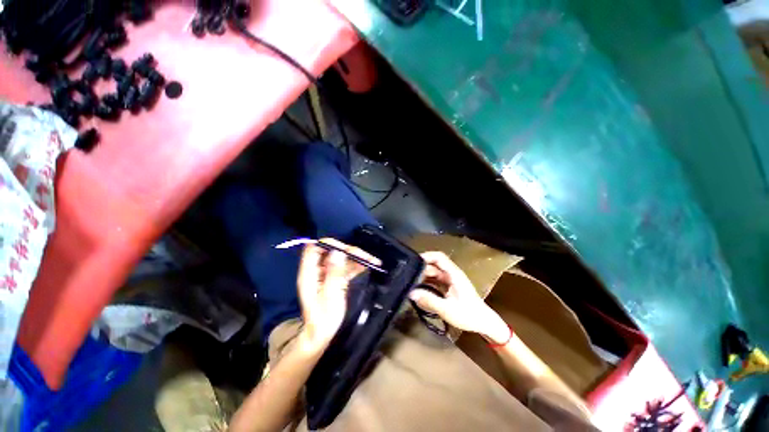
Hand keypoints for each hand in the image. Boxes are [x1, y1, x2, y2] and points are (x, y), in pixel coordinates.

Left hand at [296, 238, 380, 353]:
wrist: (321, 334)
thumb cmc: (323, 319)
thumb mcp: (330, 296)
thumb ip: (334, 273)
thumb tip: (338, 252)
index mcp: (309, 273)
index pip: (315, 248)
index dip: (330, 244)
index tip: (346, 249)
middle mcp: (317, 270)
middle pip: (332, 251)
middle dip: (349, 251)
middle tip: (366, 257)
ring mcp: (327, 273)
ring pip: (342, 258)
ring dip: (357, 258)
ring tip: (373, 260)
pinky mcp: (335, 277)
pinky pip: (346, 267)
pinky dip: (357, 265)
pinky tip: (368, 265)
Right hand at [409, 252, 509, 343]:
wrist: (484, 323)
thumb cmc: (468, 315)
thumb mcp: (447, 309)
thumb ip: (429, 300)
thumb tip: (411, 293)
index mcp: (453, 274)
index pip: (439, 257)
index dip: (426, 256)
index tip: (413, 261)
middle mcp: (451, 274)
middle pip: (434, 265)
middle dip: (421, 268)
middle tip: (408, 276)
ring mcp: (450, 280)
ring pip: (434, 273)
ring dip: (423, 276)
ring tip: (410, 282)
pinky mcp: (449, 287)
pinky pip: (435, 281)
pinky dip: (427, 283)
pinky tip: (419, 289)